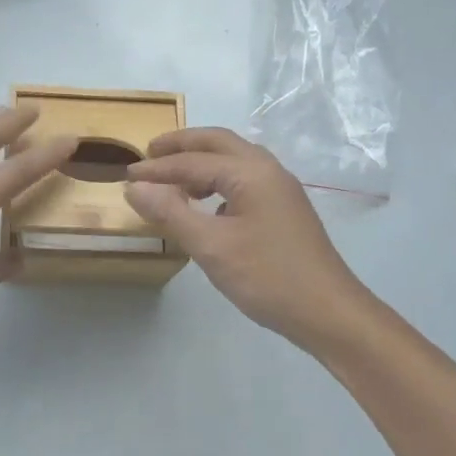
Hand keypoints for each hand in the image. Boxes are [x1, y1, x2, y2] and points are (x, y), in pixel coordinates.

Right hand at [125, 127, 372, 348]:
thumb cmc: (267, 277)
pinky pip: (245, 180)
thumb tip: (135, 187)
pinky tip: (207, 206)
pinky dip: (218, 181)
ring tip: (173, 178)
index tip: (126, 175)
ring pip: (235, 159)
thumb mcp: (211, 246)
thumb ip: (170, 212)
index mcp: (250, 172)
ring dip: (202, 161)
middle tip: (150, 153)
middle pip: (219, 143)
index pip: (193, 161)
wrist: (328, 312)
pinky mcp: (285, 209)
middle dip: (182, 145)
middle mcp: (268, 170)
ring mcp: (281, 189)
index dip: (157, 168)